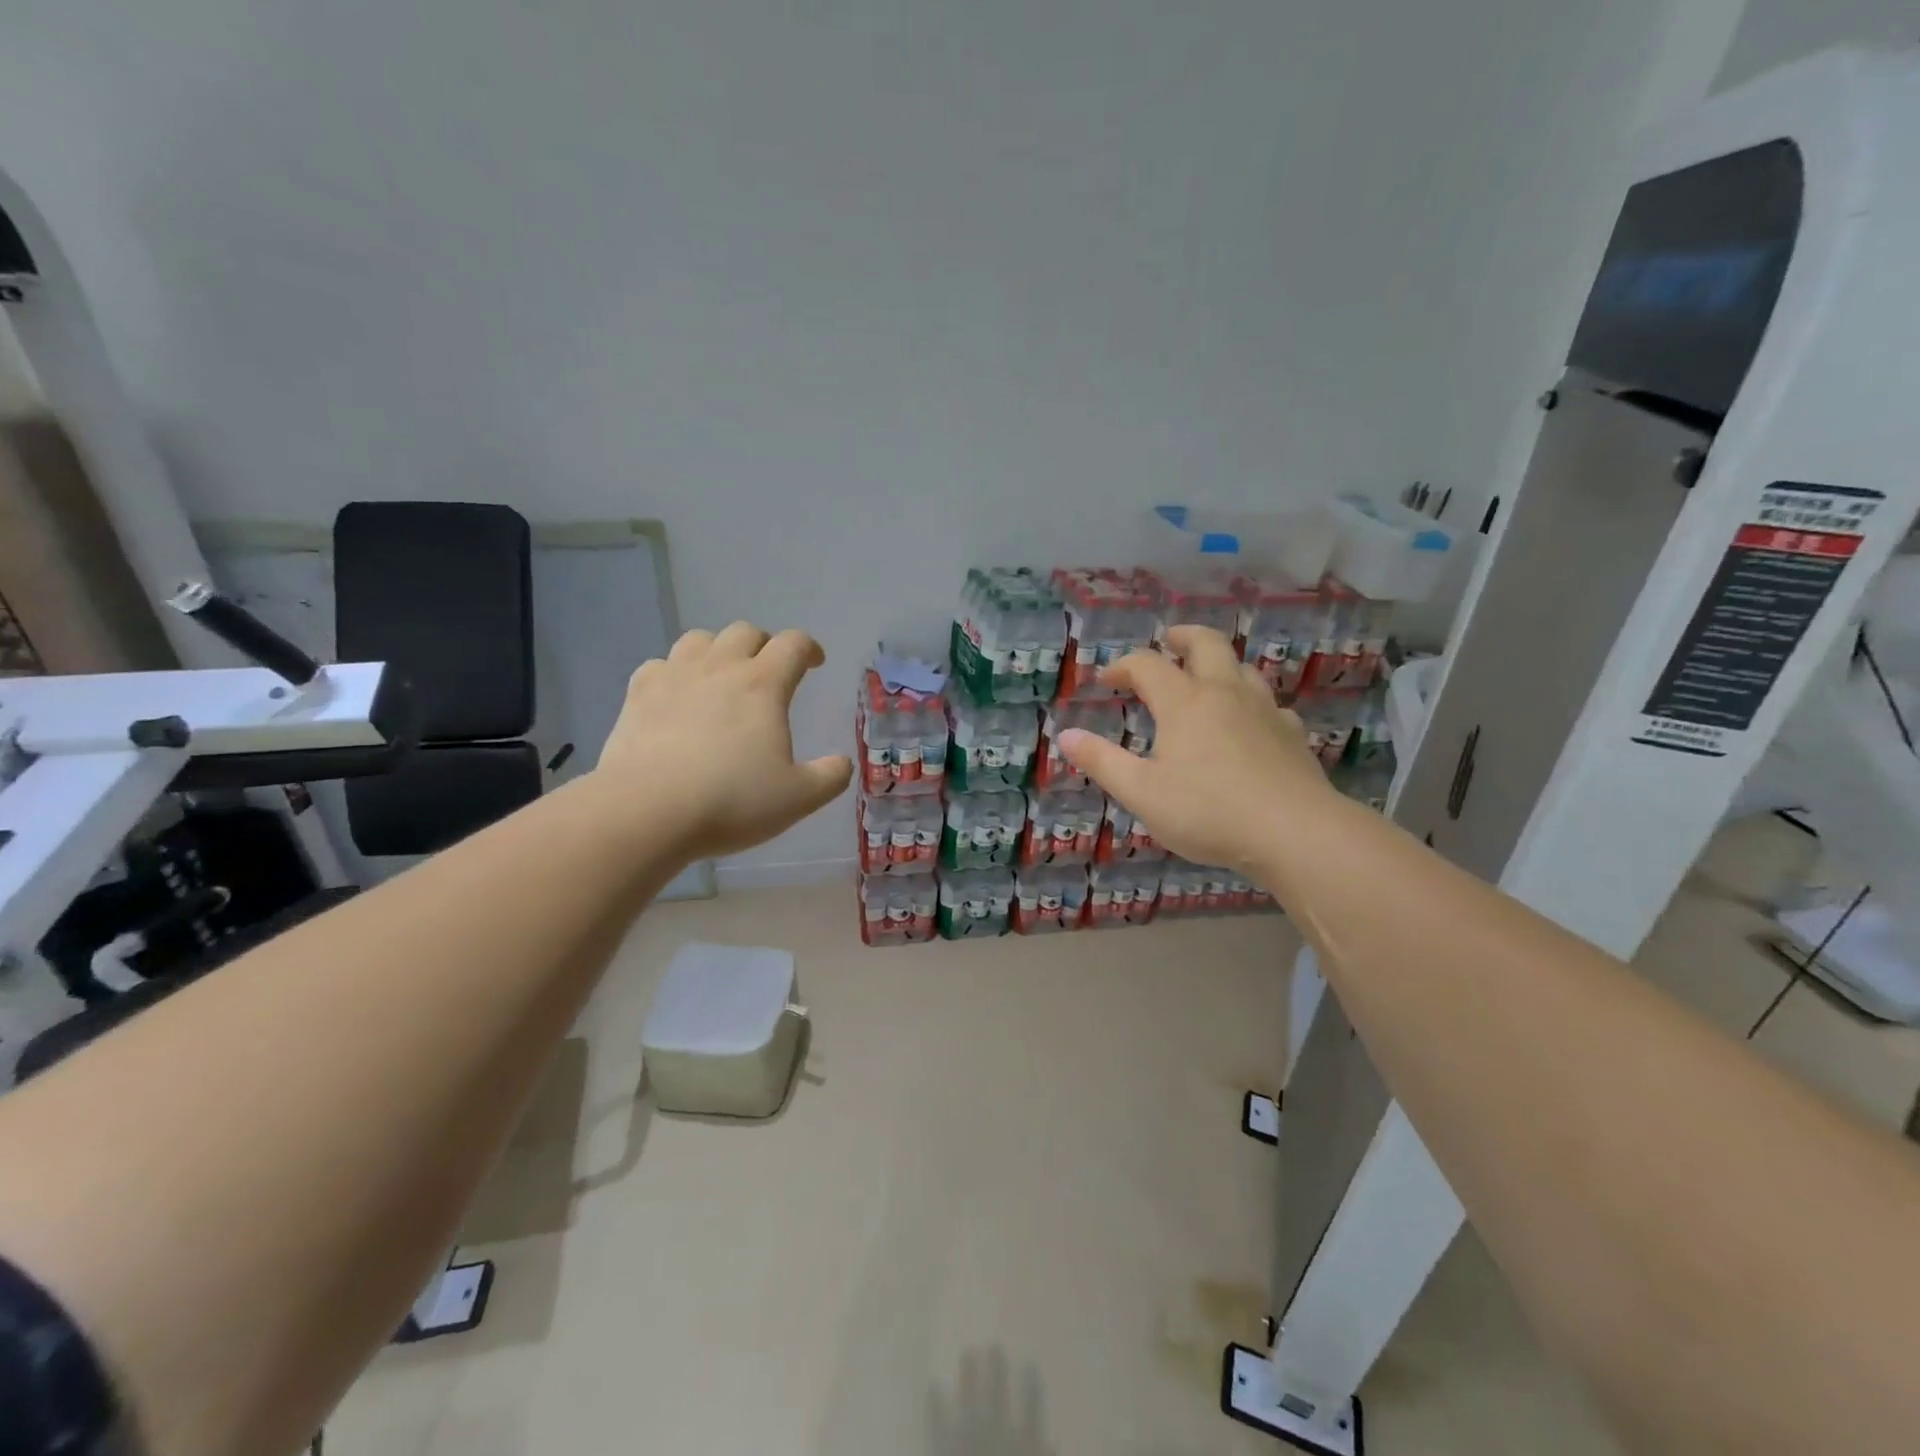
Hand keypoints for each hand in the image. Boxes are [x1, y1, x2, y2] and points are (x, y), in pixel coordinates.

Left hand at [595, 622, 852, 857]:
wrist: (646, 811)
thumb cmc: (731, 801)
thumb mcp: (798, 798)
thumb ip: (829, 777)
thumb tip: (843, 763)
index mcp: (763, 684)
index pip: (793, 644)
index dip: (809, 648)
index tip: (815, 663)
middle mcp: (720, 667)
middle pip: (745, 632)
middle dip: (763, 645)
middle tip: (769, 670)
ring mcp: (674, 676)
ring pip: (699, 639)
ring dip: (718, 650)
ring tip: (722, 676)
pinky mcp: (637, 695)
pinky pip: (660, 665)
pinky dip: (674, 672)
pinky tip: (676, 695)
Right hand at [1057, 626, 1336, 872]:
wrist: (1295, 832)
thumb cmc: (1208, 811)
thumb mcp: (1142, 793)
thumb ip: (1102, 762)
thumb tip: (1064, 735)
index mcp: (1184, 703)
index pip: (1147, 665)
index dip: (1123, 665)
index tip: (1106, 679)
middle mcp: (1225, 694)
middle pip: (1207, 645)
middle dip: (1183, 637)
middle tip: (1168, 640)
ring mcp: (1265, 711)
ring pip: (1243, 669)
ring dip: (1220, 664)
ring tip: (1206, 678)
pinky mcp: (1292, 735)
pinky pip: (1270, 705)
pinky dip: (1252, 704)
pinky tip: (1250, 724)